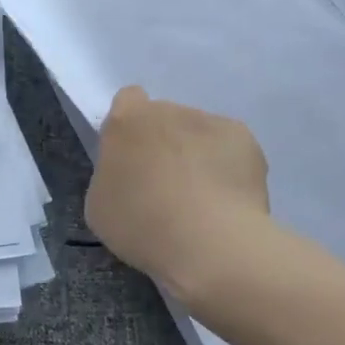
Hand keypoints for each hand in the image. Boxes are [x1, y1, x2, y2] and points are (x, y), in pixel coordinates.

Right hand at [85, 86, 273, 302]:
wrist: (209, 243)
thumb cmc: (141, 224)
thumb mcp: (99, 204)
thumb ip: (111, 174)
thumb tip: (130, 172)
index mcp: (127, 120)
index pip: (127, 100)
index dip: (130, 126)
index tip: (132, 157)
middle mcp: (169, 110)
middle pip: (165, 117)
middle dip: (165, 143)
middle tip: (166, 185)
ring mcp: (210, 121)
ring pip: (199, 133)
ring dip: (197, 154)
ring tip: (203, 199)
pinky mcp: (244, 140)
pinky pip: (230, 148)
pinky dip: (228, 167)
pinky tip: (227, 200)